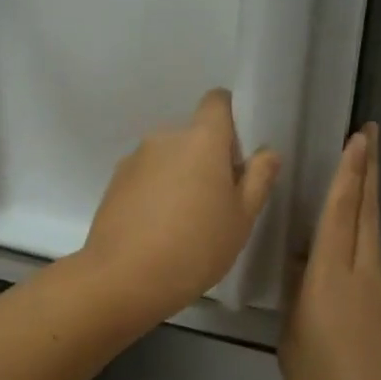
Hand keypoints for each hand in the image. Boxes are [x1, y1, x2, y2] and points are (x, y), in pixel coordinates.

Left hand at [81, 89, 280, 317]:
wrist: (122, 278)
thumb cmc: (195, 247)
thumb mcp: (241, 218)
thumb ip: (258, 179)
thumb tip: (266, 152)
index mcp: (201, 138)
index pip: (217, 101)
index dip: (230, 120)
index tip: (237, 155)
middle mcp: (164, 137)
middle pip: (193, 135)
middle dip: (207, 158)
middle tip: (217, 201)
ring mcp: (134, 159)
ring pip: (168, 157)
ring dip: (179, 176)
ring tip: (184, 222)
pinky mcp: (114, 182)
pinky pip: (145, 176)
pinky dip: (155, 192)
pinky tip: (158, 229)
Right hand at [280, 124, 380, 379]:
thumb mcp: (293, 339)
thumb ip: (297, 296)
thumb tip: (301, 266)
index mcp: (330, 278)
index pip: (340, 213)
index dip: (348, 173)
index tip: (358, 138)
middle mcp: (364, 274)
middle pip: (367, 211)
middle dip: (368, 169)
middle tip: (370, 133)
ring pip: (373, 234)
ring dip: (366, 200)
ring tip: (358, 175)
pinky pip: (374, 265)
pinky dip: (362, 244)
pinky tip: (345, 260)